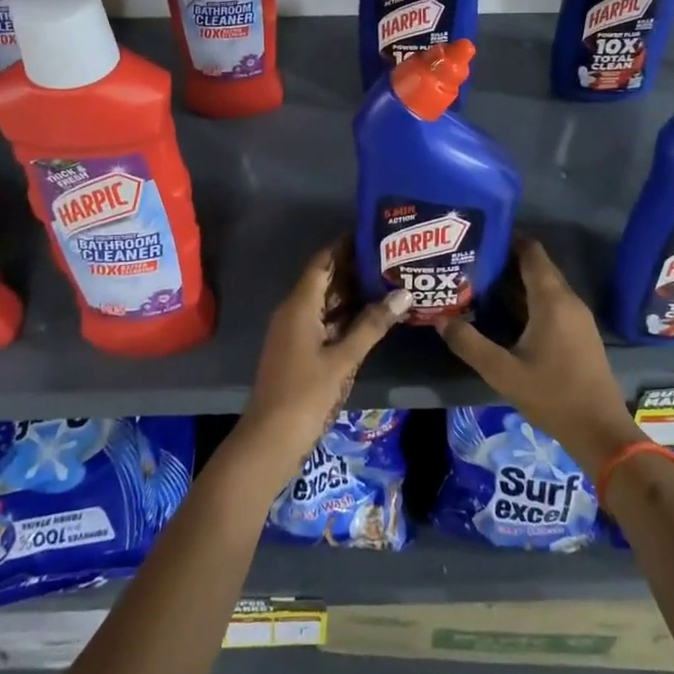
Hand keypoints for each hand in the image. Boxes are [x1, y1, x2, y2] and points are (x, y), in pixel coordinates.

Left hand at [236, 245, 408, 483]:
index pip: (323, 261)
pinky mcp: (300, 350)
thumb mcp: (343, 359)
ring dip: (353, 292)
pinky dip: (347, 315)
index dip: (345, 244)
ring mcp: (295, 331)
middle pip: (326, 279)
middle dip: (355, 267)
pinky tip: (373, 316)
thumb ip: (373, 325)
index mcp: (299, 305)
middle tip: (391, 256)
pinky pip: (325, 321)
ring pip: (326, 301)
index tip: (374, 232)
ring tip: (389, 279)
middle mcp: (294, 311)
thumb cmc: (305, 394)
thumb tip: (404, 293)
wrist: (270, 440)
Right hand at [437, 238, 645, 473]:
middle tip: (471, 262)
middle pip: (537, 267)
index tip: (478, 239)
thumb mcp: (502, 372)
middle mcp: (568, 300)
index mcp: (552, 300)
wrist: (600, 431)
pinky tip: (505, 313)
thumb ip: (469, 343)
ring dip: (516, 282)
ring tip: (480, 284)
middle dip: (506, 261)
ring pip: (544, 286)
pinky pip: (552, 303)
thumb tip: (439, 319)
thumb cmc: (552, 395)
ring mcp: (577, 317)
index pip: (531, 252)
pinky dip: (529, 299)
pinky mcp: (579, 333)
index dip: (507, 240)